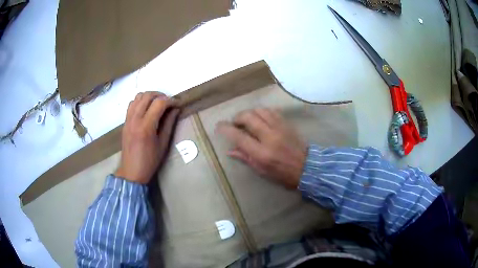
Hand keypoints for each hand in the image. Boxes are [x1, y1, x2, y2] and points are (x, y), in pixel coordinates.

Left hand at [115, 92, 179, 183]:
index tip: (177, 104)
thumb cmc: (150, 161)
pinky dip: (140, 101)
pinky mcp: (125, 122)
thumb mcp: (163, 144)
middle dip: (160, 95)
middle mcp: (135, 119)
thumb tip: (175, 110)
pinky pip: (131, 104)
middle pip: (147, 96)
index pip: (159, 103)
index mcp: (146, 126)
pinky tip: (146, 109)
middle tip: (168, 102)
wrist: (131, 171)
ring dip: (149, 96)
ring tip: (157, 103)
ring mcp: (128, 119)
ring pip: (137, 97)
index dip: (170, 101)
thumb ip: (169, 124)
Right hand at [216, 108, 306, 188]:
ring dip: (249, 113)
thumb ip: (245, 158)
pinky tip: (260, 118)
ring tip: (247, 120)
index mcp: (262, 153)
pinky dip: (262, 112)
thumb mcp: (262, 171)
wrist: (307, 168)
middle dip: (237, 117)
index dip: (226, 129)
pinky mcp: (286, 124)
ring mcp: (279, 128)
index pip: (239, 137)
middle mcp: (269, 137)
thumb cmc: (283, 174)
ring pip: (259, 111)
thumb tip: (230, 151)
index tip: (219, 126)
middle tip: (235, 123)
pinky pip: (271, 111)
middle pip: (248, 117)